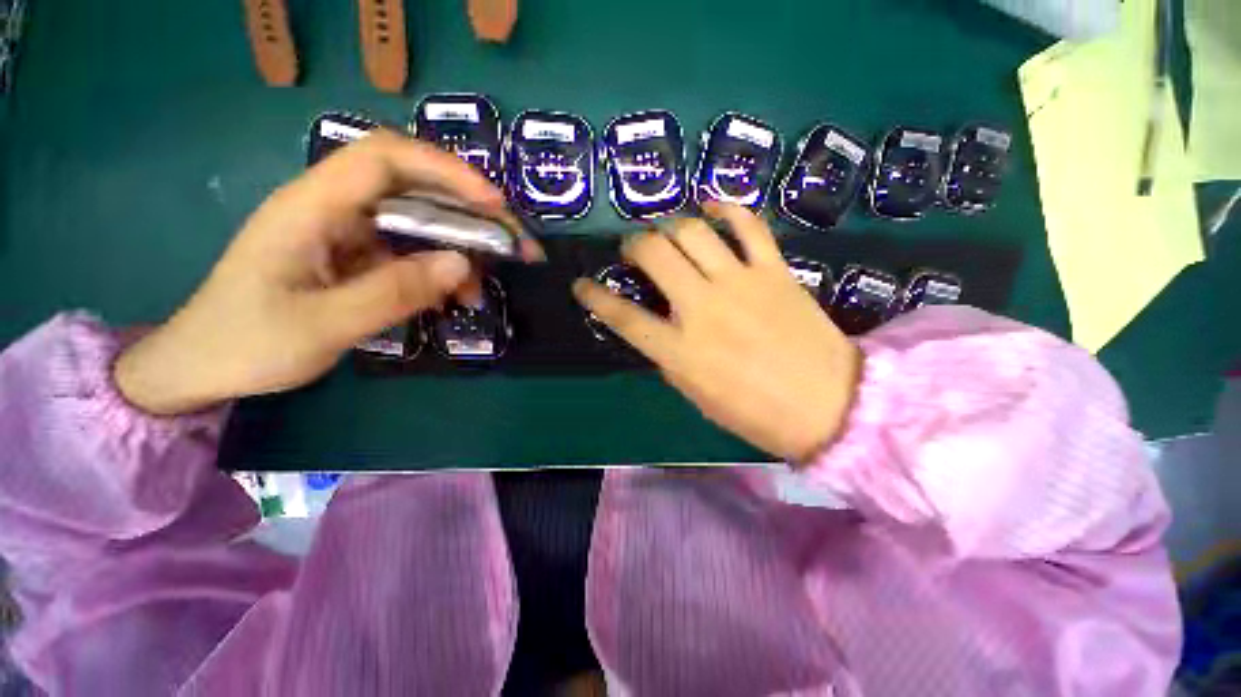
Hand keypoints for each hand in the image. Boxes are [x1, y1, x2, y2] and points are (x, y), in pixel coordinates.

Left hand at [115, 130, 536, 415]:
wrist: (203, 365)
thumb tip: (461, 264)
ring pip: (417, 222)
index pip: (385, 158)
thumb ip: (394, 292)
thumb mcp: (323, 326)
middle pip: (412, 186)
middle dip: (468, 211)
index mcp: (310, 206)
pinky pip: (409, 252)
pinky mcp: (355, 255)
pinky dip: (439, 271)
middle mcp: (332, 208)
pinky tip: (453, 296)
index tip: (494, 203)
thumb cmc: (247, 344)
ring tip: (480, 287)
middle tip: (512, 244)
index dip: (445, 170)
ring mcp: (345, 232)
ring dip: (458, 248)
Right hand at [572, 203, 860, 461]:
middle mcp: (702, 308)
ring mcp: (740, 283)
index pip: (623, 316)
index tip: (582, 286)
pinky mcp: (773, 270)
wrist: (828, 405)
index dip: (595, 297)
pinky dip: (725, 208)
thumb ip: (670, 358)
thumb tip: (659, 328)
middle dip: (633, 244)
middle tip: (634, 250)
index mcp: (679, 350)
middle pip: (653, 254)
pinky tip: (710, 206)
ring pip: (691, 231)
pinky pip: (747, 225)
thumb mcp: (697, 395)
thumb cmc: (755, 413)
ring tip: (667, 231)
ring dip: (669, 225)